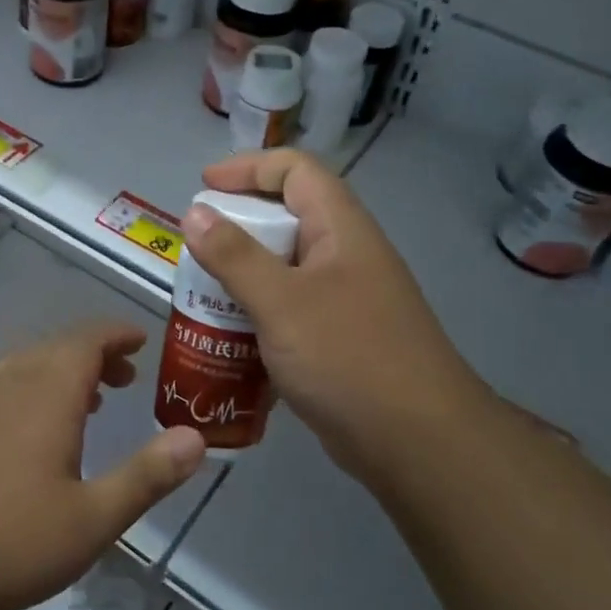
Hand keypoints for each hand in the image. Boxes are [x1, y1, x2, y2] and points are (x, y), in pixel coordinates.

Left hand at [0, 323, 206, 609]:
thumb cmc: (14, 542)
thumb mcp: (94, 518)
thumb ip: (147, 475)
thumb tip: (197, 438)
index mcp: (47, 393)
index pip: (88, 340)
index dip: (117, 335)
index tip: (142, 341)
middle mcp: (10, 382)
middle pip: (58, 347)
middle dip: (96, 354)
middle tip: (126, 378)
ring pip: (28, 363)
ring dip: (63, 369)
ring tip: (91, 400)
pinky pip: (4, 383)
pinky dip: (34, 386)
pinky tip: (37, 428)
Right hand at [184, 150, 500, 491]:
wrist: (416, 442)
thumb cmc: (348, 357)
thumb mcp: (282, 302)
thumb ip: (234, 256)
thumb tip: (195, 213)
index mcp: (341, 230)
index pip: (295, 171)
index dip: (248, 168)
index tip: (203, 187)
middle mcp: (345, 256)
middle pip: (286, 219)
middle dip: (236, 228)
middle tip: (194, 250)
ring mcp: (344, 300)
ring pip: (284, 270)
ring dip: (242, 277)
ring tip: (200, 296)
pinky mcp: (338, 339)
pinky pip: (289, 311)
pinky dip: (257, 316)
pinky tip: (227, 340)